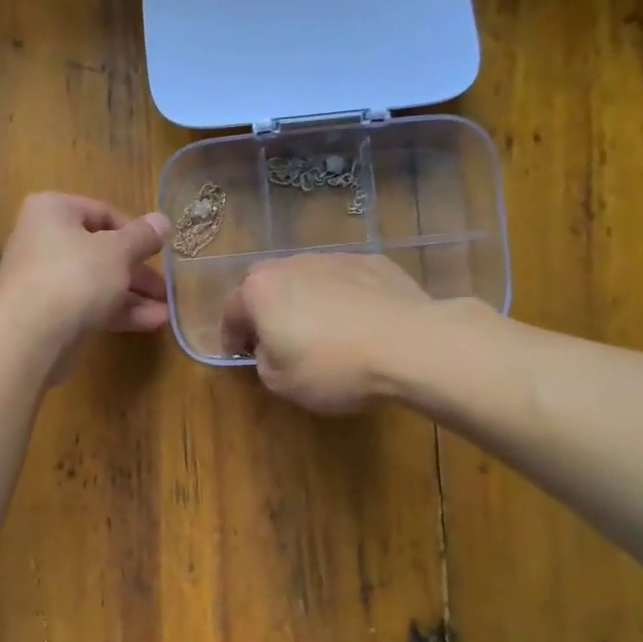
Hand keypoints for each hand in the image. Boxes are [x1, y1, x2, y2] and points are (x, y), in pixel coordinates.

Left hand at [0, 193, 171, 366]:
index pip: (102, 212)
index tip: (160, 250)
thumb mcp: (118, 251)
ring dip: (133, 295)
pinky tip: (152, 322)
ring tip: (167, 310)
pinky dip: (118, 311)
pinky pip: (89, 305)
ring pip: (97, 281)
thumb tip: (163, 221)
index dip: (136, 232)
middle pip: (101, 250)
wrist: (32, 336)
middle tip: (166, 287)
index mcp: (53, 211)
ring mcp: (44, 279)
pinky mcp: (49, 313)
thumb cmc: (76, 276)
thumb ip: (143, 237)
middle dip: (138, 271)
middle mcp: (43, 240)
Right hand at [221, 254, 441, 413]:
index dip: (231, 336)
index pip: (231, 311)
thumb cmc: (334, 367)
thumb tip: (270, 348)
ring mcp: (334, 258)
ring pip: (306, 278)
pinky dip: (342, 297)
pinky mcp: (373, 261)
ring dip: (304, 300)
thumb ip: (263, 361)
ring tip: (321, 330)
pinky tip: (358, 322)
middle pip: (266, 285)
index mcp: (260, 291)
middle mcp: (292, 264)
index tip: (238, 355)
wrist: (411, 345)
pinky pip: (344, 280)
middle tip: (276, 338)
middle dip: (265, 310)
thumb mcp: (282, 383)